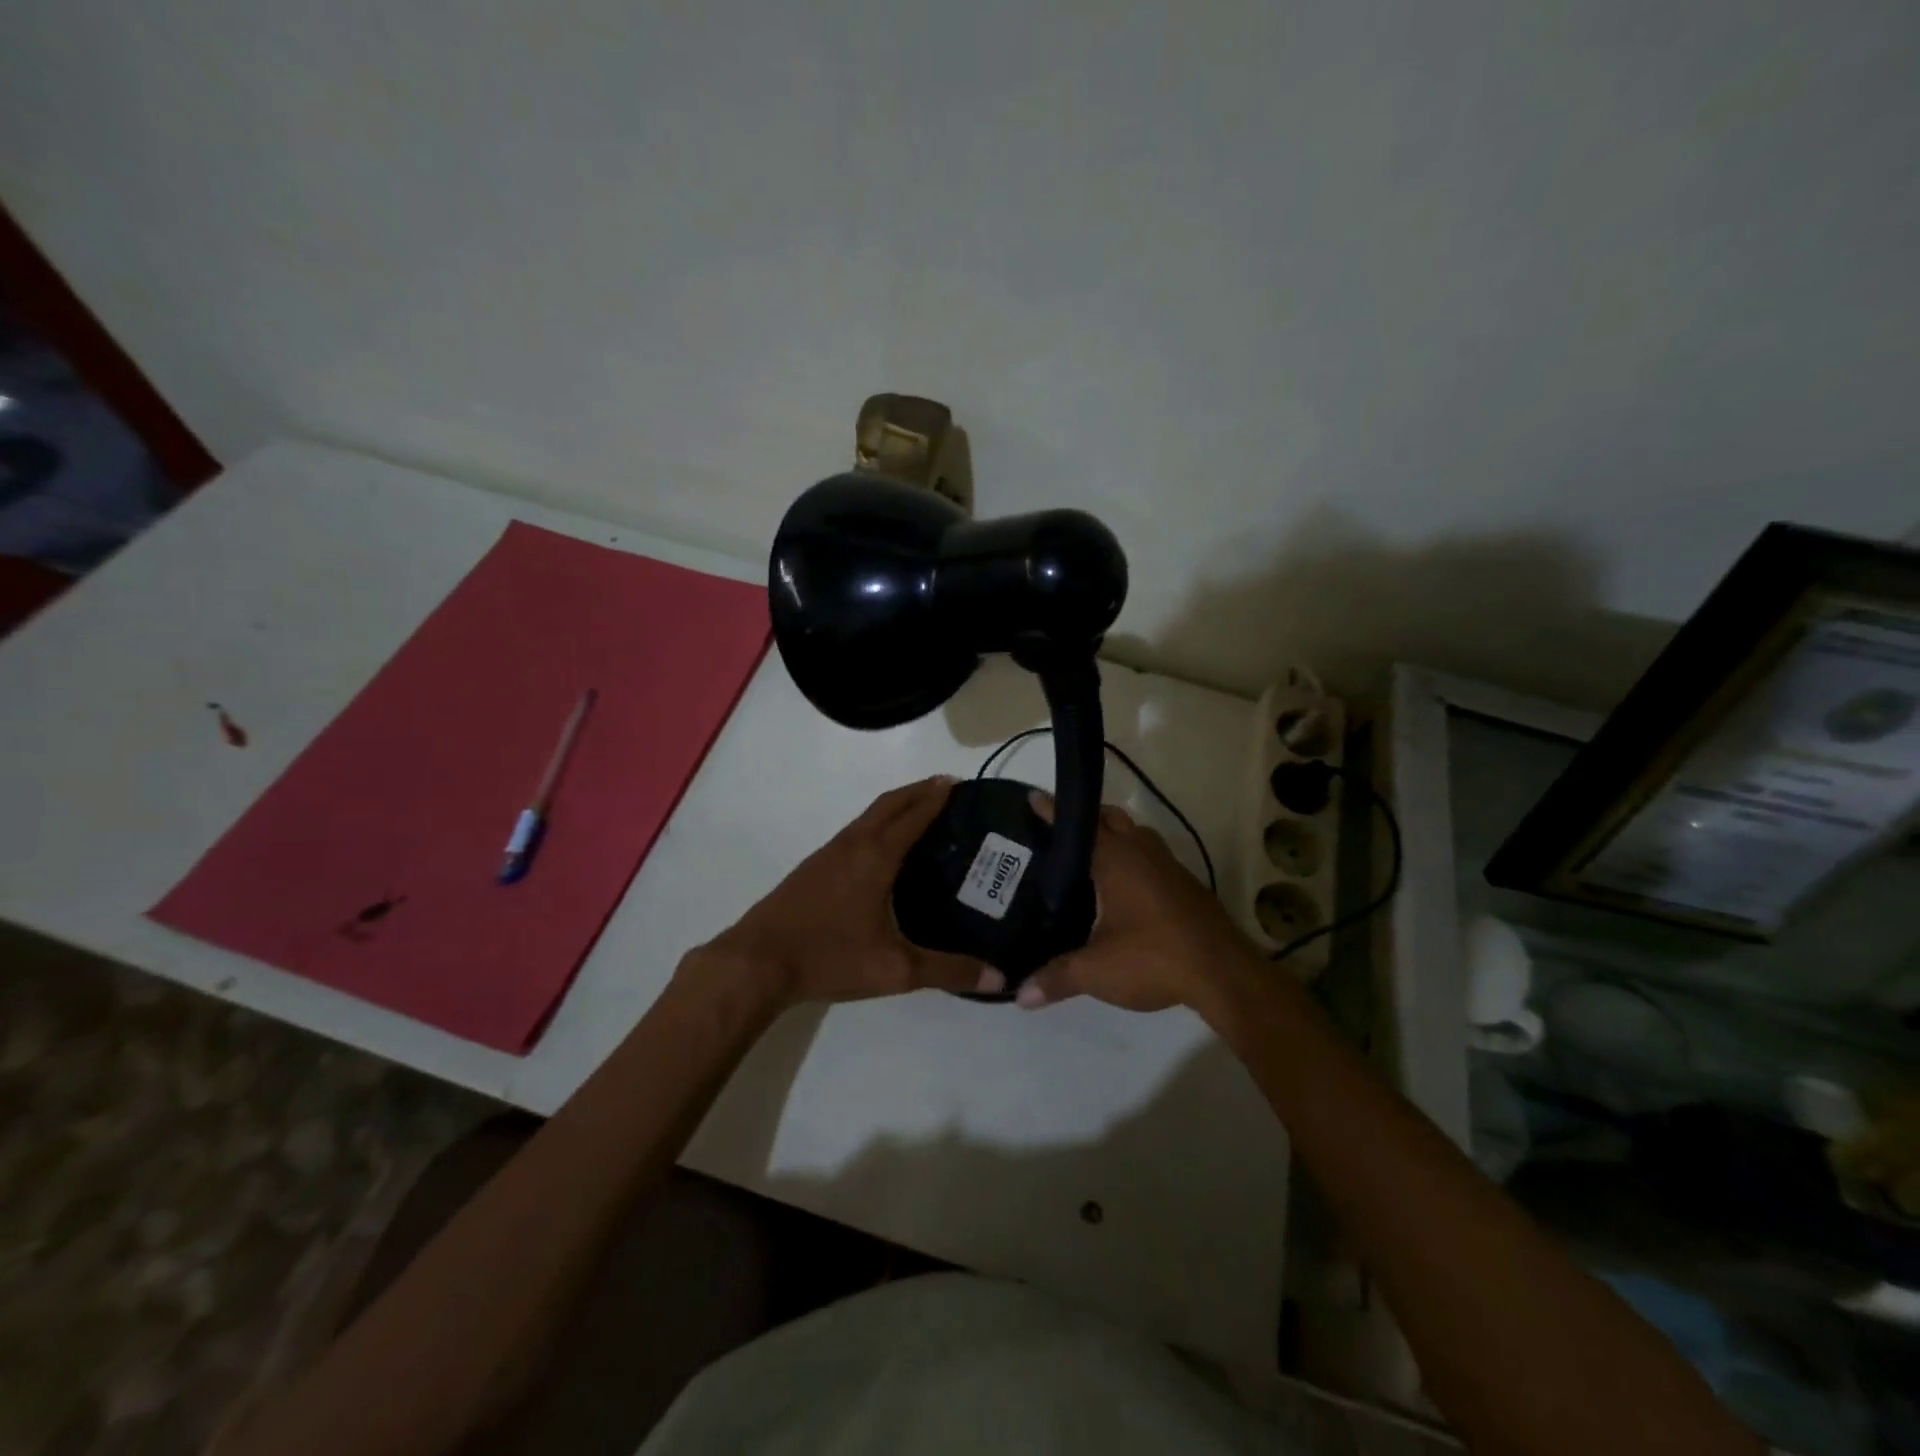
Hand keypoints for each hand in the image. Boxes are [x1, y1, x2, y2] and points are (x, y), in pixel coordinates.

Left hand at [689, 777, 998, 1009]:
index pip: (914, 814)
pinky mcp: (813, 867)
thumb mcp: (895, 969)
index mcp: (876, 856)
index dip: (938, 797)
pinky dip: (878, 823)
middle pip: (890, 803)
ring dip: (897, 805)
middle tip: (949, 788)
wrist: (756, 962)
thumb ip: (948, 971)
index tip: (962, 784)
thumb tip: (1000, 978)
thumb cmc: (829, 957)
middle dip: (920, 790)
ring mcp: (828, 853)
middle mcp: (853, 844)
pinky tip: (883, 848)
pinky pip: (855, 831)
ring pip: (869, 815)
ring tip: (923, 812)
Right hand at [1017, 792, 1258, 1013]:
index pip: (1079, 824)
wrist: (1224, 974)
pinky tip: (1123, 887)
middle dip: (1087, 817)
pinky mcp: (1186, 885)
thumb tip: (1019, 995)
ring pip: (1136, 835)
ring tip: (1088, 856)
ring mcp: (1169, 866)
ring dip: (1114, 836)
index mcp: (1116, 859)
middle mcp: (1143, 852)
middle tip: (1059, 832)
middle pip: (1112, 818)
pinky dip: (1133, 857)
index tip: (1033, 797)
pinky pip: (1151, 856)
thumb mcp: (1097, 971)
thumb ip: (1056, 977)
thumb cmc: (1154, 958)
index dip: (1053, 811)